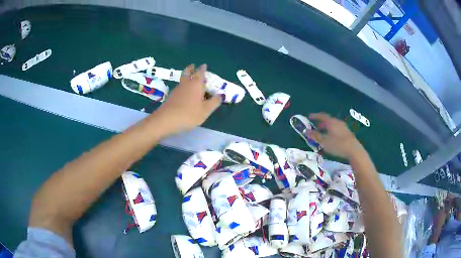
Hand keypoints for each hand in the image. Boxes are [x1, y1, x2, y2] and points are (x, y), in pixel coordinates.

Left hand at [156, 64, 220, 132]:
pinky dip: (183, 86)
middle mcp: (186, 84)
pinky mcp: (171, 96)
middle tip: (193, 66)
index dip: (202, 69)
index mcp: (196, 84)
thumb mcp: (205, 110)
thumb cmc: (189, 114)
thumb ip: (214, 102)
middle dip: (191, 68)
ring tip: (190, 78)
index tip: (204, 65)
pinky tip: (184, 92)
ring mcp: (177, 90)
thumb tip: (220, 95)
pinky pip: (179, 87)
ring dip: (186, 76)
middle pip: (187, 72)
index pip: (200, 73)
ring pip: (182, 79)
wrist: (166, 120)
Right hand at [306, 113, 364, 159]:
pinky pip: (337, 129)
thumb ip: (315, 136)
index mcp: (331, 122)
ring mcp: (343, 127)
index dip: (315, 116)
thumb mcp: (324, 141)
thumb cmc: (337, 145)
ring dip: (326, 128)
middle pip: (328, 120)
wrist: (353, 150)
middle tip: (315, 127)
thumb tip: (307, 131)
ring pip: (333, 125)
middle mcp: (337, 122)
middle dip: (321, 123)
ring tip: (322, 134)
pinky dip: (332, 131)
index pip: (322, 116)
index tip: (309, 116)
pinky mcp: (347, 133)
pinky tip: (331, 138)